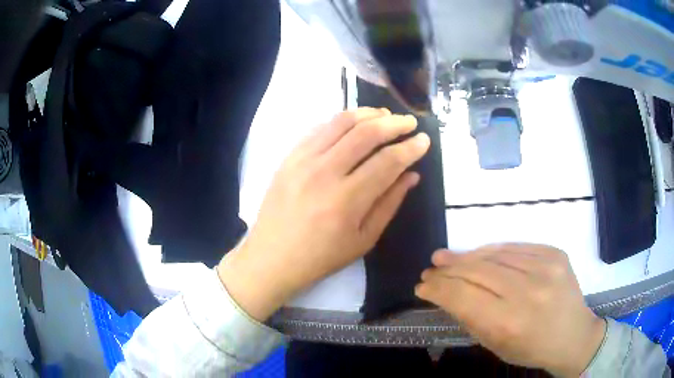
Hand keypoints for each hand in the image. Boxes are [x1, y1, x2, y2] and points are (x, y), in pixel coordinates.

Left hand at [218, 107, 429, 320]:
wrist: (272, 257)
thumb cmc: (321, 256)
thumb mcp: (364, 239)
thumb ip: (390, 203)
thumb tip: (412, 174)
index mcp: (346, 201)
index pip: (388, 162)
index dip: (411, 148)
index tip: (424, 140)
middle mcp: (324, 173)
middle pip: (366, 133)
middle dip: (394, 123)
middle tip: (409, 122)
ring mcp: (302, 161)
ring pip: (342, 122)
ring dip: (368, 113)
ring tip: (385, 115)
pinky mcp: (289, 156)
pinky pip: (319, 127)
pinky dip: (341, 120)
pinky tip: (354, 123)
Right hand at [416, 244, 605, 376]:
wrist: (573, 335)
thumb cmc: (532, 348)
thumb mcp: (496, 345)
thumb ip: (471, 318)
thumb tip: (447, 294)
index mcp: (510, 322)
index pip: (463, 297)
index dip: (439, 289)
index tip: (423, 285)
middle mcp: (527, 291)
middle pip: (477, 271)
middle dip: (448, 270)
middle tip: (431, 268)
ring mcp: (545, 267)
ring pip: (495, 254)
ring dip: (467, 256)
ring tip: (447, 257)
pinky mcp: (554, 253)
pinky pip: (515, 247)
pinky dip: (493, 250)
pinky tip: (480, 254)